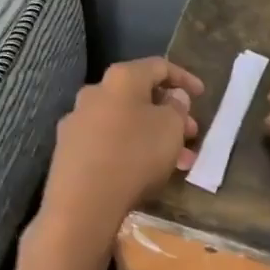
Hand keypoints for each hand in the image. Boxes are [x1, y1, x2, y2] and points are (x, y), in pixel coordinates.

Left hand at [36, 57, 203, 246]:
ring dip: (152, 135)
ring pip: (124, 121)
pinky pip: (107, 141)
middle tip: (191, 134)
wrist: (82, 203)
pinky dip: (130, 148)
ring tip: (177, 161)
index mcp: (120, 78)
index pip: (158, 66)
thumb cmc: (135, 155)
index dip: (184, 78)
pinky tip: (145, 171)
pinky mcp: (68, 149)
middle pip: (139, 95)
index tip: (201, 95)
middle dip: (169, 113)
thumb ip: (177, 107)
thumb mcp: (171, 128)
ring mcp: (77, 120)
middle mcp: (94, 91)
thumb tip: (172, 96)